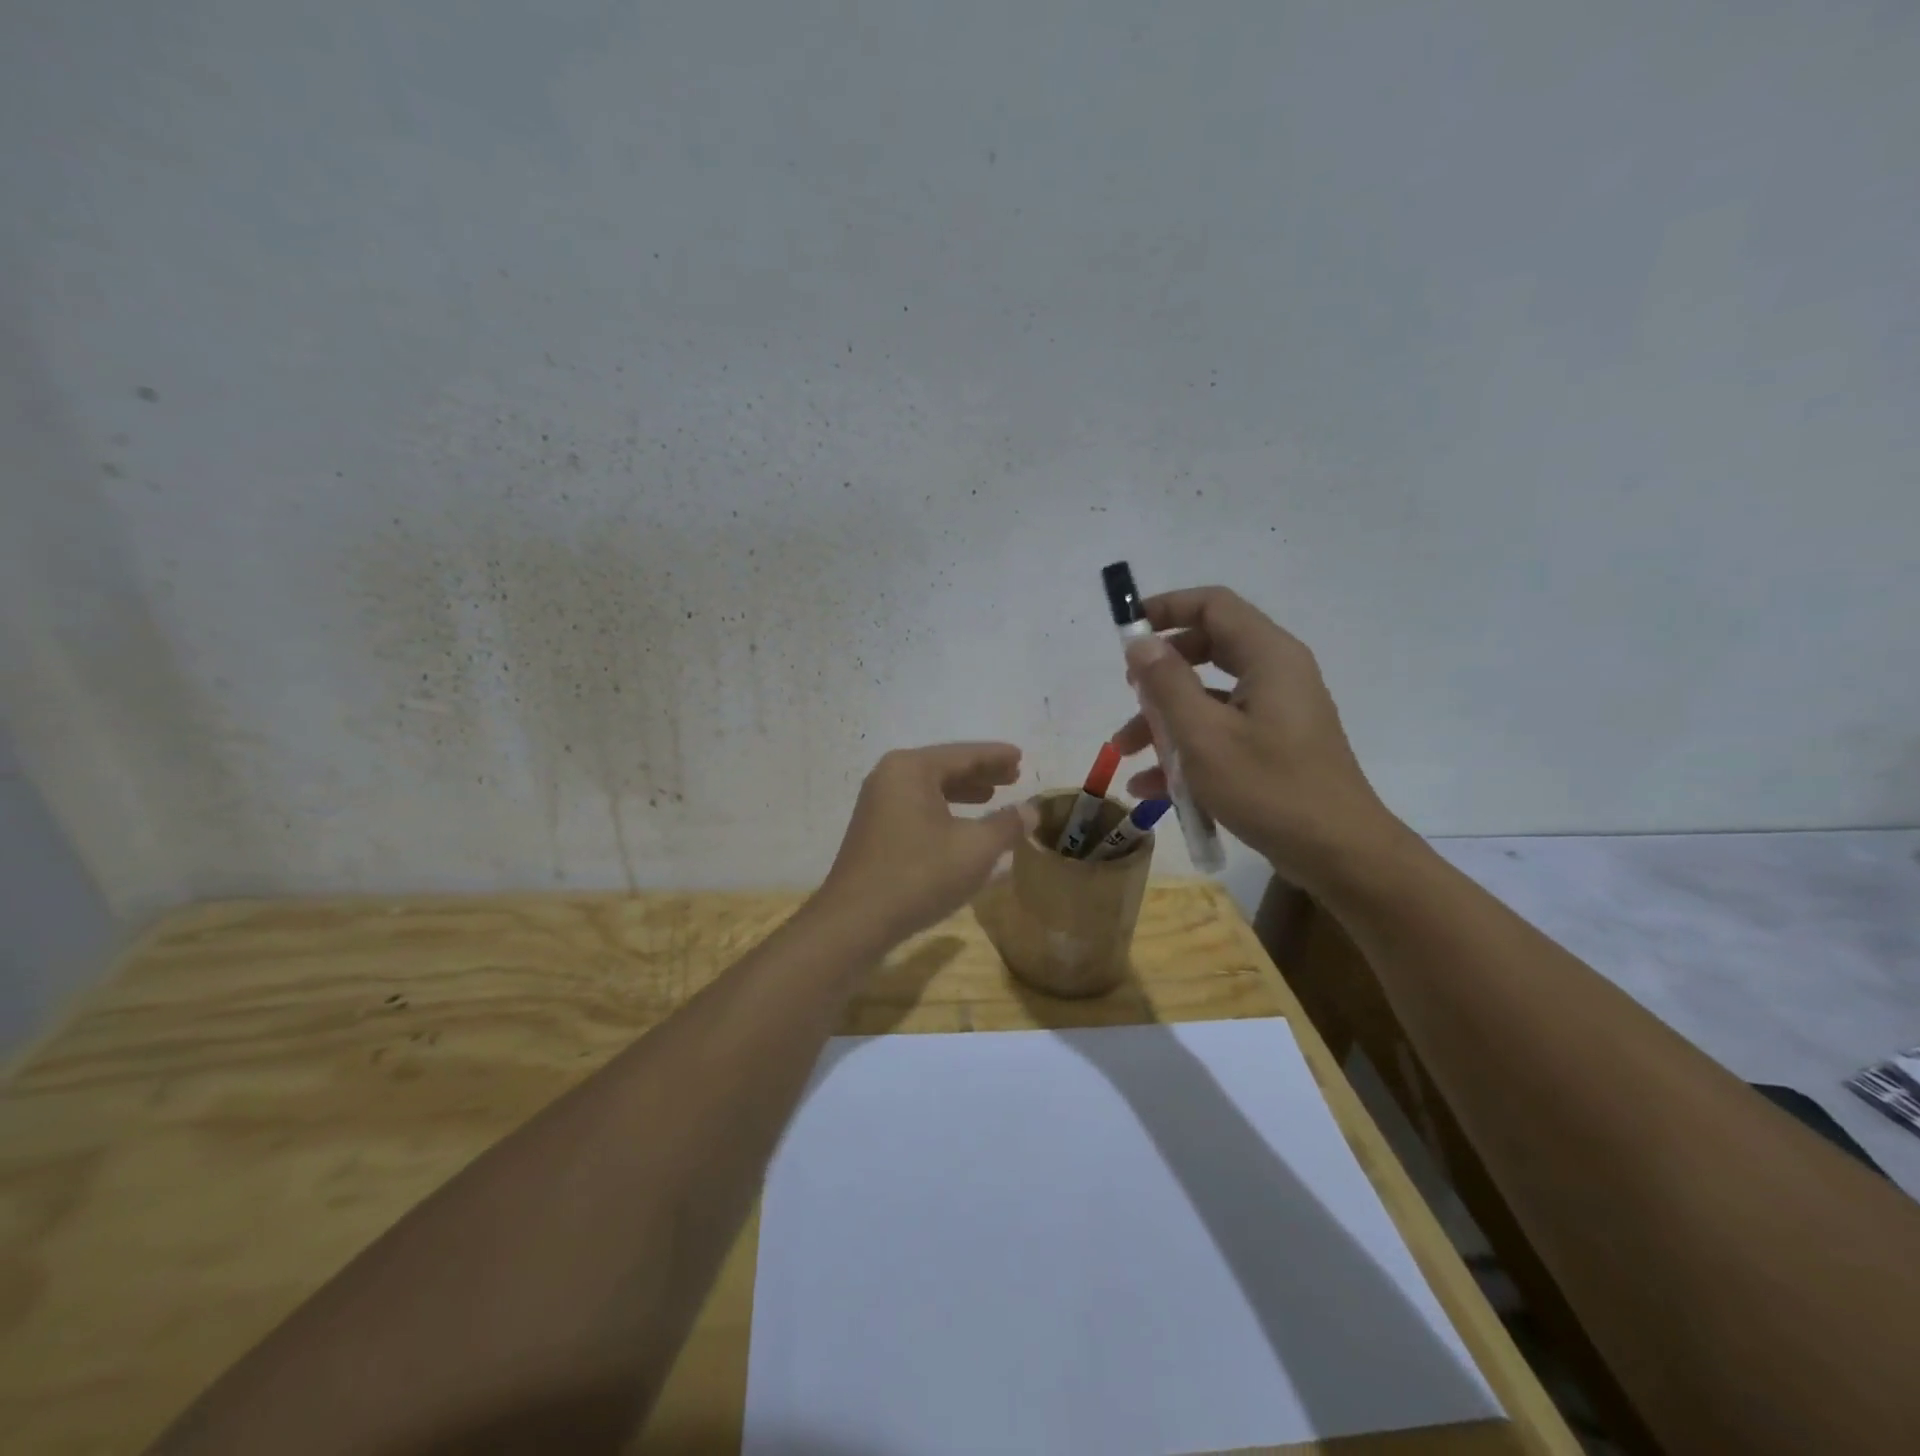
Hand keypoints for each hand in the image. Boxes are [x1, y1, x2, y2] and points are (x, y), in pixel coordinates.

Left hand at [820, 743, 1036, 942]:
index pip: (963, 754)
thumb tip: (1030, 810)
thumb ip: (1007, 824)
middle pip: (944, 767)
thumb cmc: (919, 875)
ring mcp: (877, 804)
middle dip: (980, 772)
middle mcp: (889, 777)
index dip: (996, 756)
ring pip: (929, 789)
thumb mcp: (975, 848)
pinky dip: (943, 810)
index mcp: (911, 769)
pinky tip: (960, 827)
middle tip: (1013, 776)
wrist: (856, 921)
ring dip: (962, 792)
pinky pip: (917, 808)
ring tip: (991, 797)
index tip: (1021, 756)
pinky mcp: (873, 831)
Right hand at [1113, 587, 1405, 887]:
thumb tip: (1140, 642)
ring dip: (1165, 719)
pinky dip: (1188, 748)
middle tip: (1129, 693)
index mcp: (1268, 657)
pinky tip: (1152, 787)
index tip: (1126, 631)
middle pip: (1207, 649)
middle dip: (1159, 674)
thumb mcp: (1204, 736)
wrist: (1339, 854)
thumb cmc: (1269, 788)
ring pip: (1210, 696)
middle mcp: (1276, 673)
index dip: (1166, 608)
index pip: (1213, 605)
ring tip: (1126, 753)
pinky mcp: (1275, 744)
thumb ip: (1167, 684)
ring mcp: (1277, 711)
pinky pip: (1223, 730)